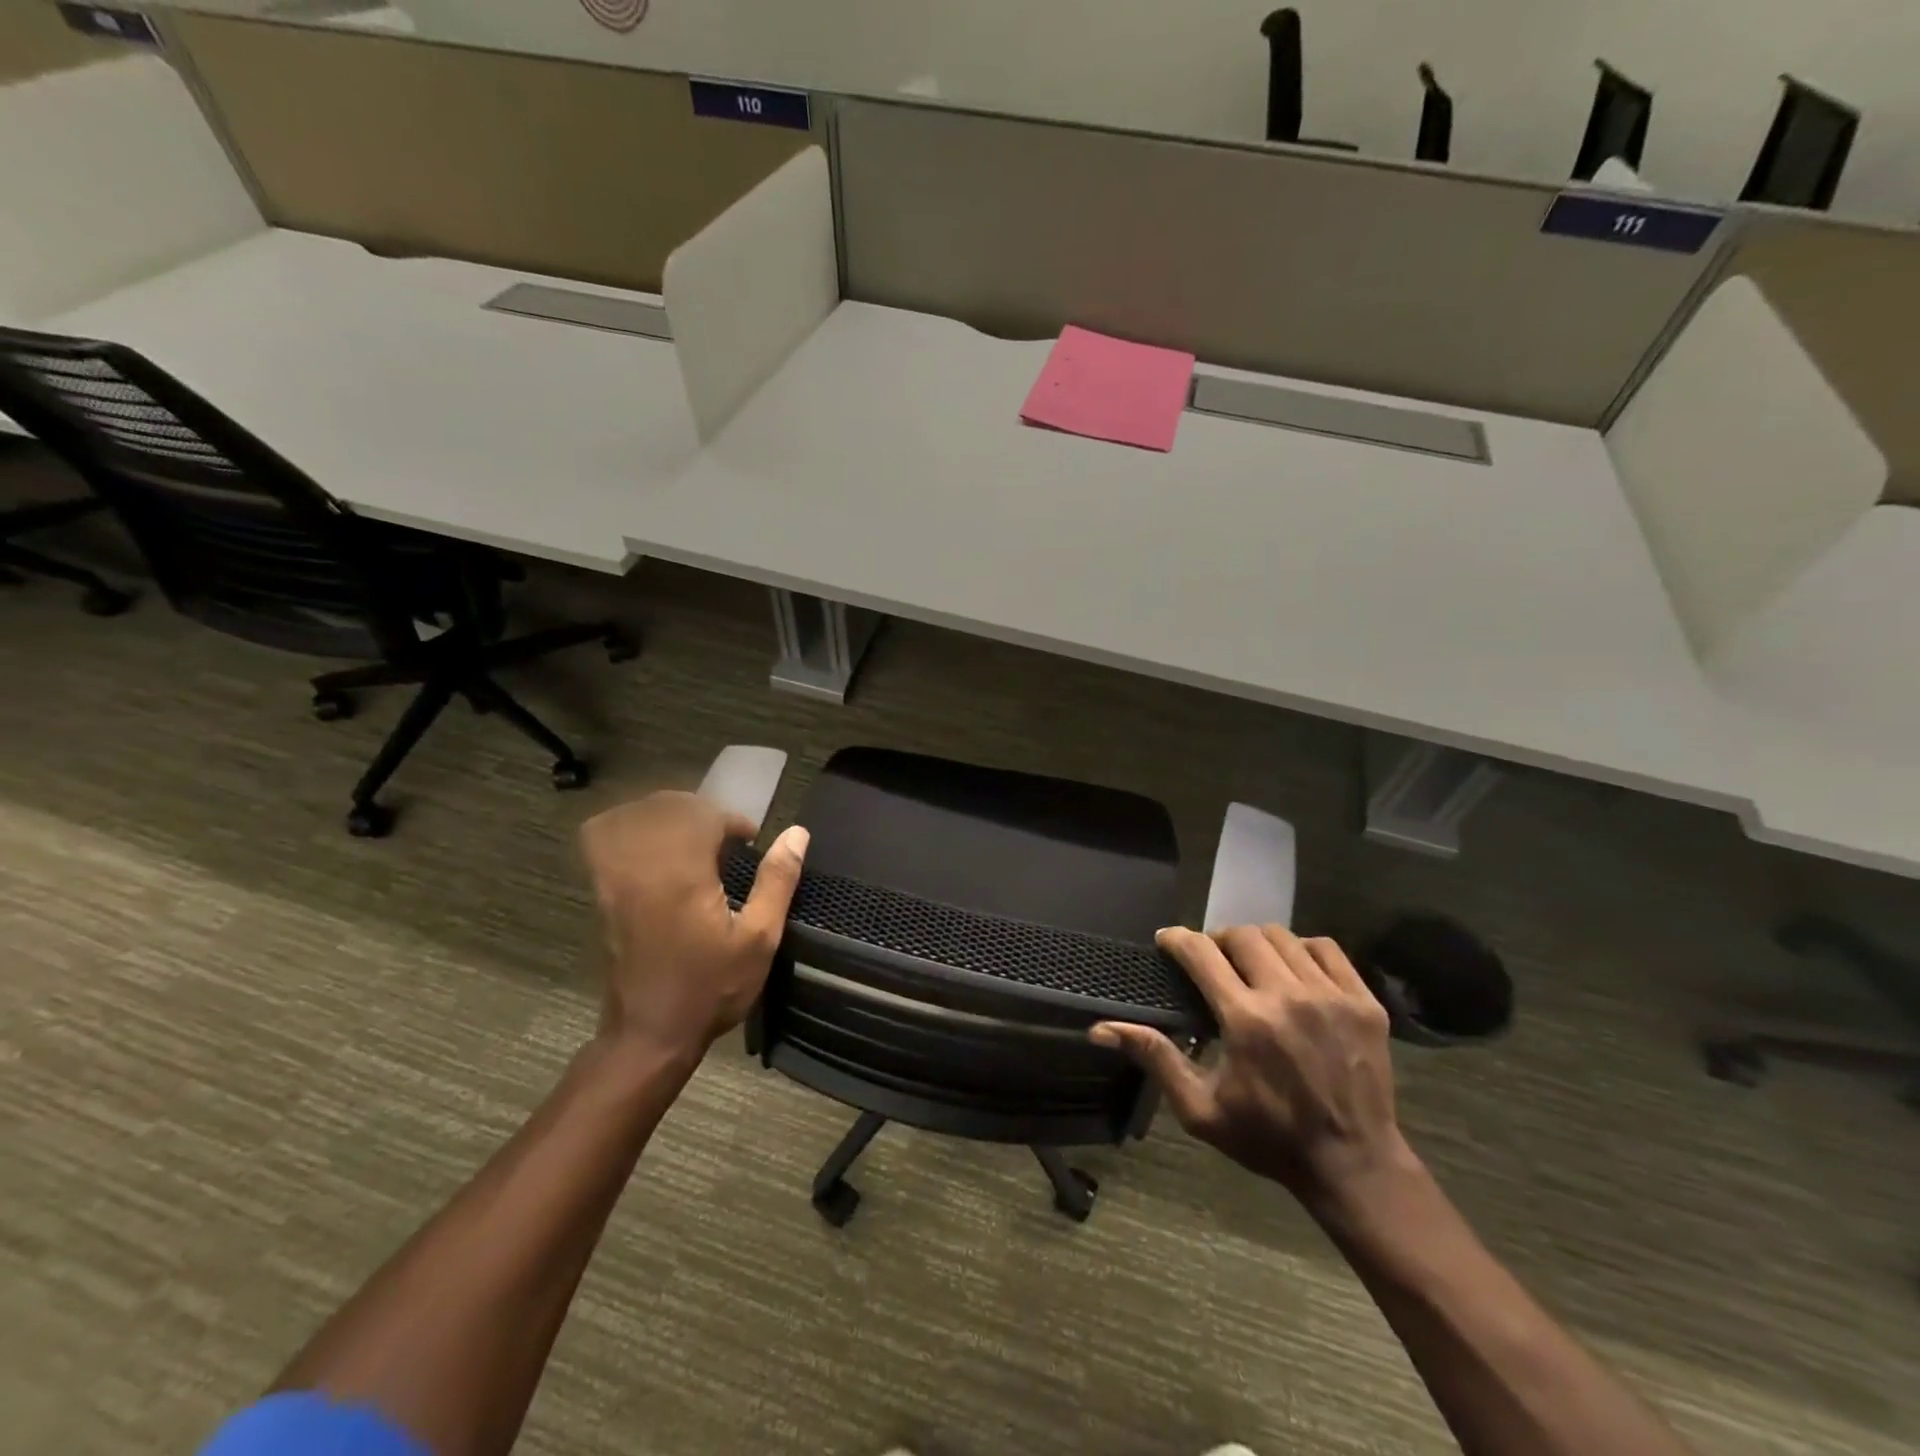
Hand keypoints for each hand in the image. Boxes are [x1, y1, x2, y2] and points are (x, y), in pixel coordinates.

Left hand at [580, 791, 808, 1062]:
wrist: (650, 1034)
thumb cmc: (710, 988)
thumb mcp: (759, 940)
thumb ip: (777, 881)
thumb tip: (797, 833)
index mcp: (683, 874)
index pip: (702, 815)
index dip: (731, 821)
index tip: (749, 842)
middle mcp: (642, 866)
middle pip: (665, 807)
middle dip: (700, 812)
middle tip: (724, 838)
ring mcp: (614, 877)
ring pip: (631, 815)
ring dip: (664, 813)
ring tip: (689, 835)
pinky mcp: (601, 892)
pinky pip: (600, 838)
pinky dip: (624, 826)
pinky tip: (649, 844)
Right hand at [1091, 924, 1407, 1203]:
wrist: (1353, 1164)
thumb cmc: (1268, 1137)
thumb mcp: (1200, 1109)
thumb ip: (1154, 1058)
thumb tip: (1101, 1029)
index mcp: (1246, 1020)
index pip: (1201, 952)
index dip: (1177, 939)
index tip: (1166, 941)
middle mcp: (1288, 996)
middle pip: (1241, 935)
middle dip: (1216, 939)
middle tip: (1209, 960)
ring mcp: (1332, 996)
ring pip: (1282, 937)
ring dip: (1256, 943)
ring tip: (1249, 963)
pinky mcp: (1363, 1002)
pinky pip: (1326, 949)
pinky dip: (1302, 949)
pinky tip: (1292, 969)